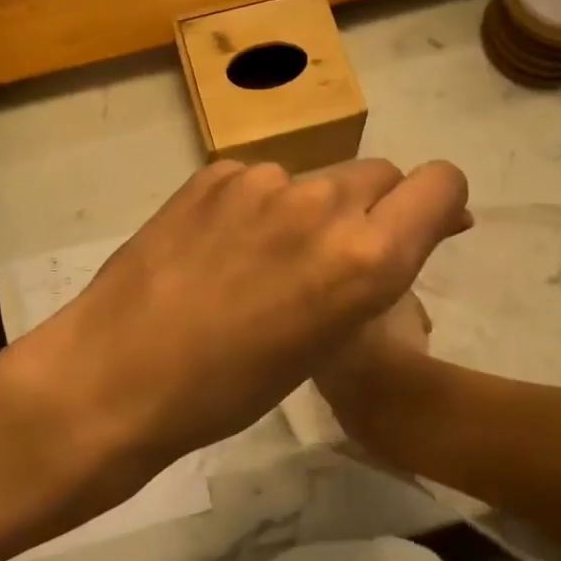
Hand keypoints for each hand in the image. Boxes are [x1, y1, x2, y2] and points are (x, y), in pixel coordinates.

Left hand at [22, 158, 468, 487]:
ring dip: (308, 210)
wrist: (117, 374)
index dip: (439, 203)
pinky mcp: (215, 173)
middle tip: (330, 259)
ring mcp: (264, 180)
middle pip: (380, 174)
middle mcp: (324, 202)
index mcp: (367, 257)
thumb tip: (423, 229)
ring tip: (258, 263)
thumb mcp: (329, 340)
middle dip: (372, 208)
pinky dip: (256, 206)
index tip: (418, 228)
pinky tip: (218, 249)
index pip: (442, 183)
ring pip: (316, 179)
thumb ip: (378, 272)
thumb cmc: (233, 388)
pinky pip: (260, 180)